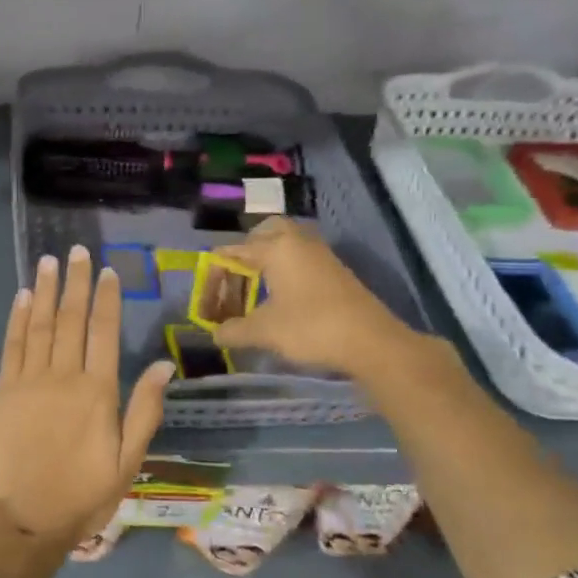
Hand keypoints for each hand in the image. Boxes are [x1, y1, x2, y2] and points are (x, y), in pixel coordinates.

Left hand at [0, 245, 172, 547]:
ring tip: (50, 261)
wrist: (25, 518)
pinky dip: (18, 318)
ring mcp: (29, 381)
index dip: (106, 298)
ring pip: (40, 324)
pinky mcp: (4, 391)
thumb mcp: (129, 460)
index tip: (107, 271)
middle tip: (77, 250)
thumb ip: (145, 410)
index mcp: (98, 392)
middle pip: (71, 319)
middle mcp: (64, 377)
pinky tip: (23, 296)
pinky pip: (12, 346)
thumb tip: (162, 364)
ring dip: (46, 290)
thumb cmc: (84, 494)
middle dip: (76, 282)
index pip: (104, 331)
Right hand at [211, 218, 429, 382]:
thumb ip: (233, 330)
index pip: (231, 253)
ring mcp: (320, 255)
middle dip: (242, 256)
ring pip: (284, 246)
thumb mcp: (264, 331)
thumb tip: (216, 334)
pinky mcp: (334, 271)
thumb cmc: (311, 328)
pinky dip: (282, 273)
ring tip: (252, 295)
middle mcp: (297, 242)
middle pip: (262, 235)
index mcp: (276, 248)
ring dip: (264, 264)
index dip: (213, 280)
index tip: (205, 308)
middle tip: (232, 282)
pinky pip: (299, 260)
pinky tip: (278, 300)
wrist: (372, 342)